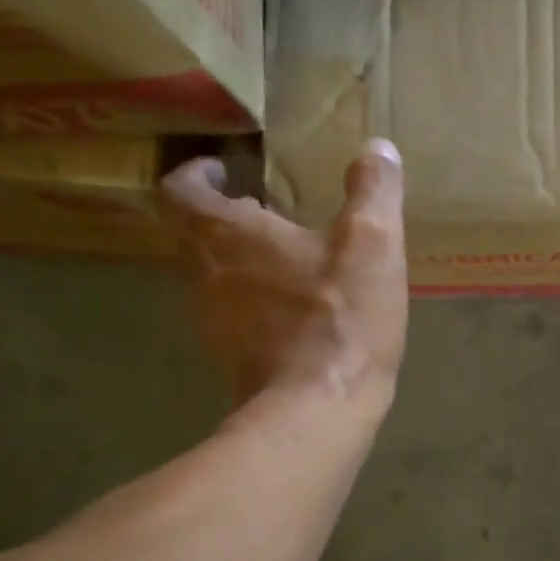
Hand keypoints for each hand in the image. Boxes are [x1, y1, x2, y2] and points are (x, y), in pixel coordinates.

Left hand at [162, 139, 407, 415]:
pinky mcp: (231, 359)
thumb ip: (374, 192)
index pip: (181, 189)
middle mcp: (203, 274)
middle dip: (227, 218)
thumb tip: (379, 148)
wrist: (315, 411)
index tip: (224, 170)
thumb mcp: (373, 244)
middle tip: (266, 210)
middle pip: (195, 234)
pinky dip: (255, 302)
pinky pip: (233, 316)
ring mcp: (211, 322)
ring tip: (286, 259)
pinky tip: (297, 311)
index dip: (197, 174)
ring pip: (213, 277)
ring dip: (242, 261)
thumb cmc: (339, 319)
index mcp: (226, 235)